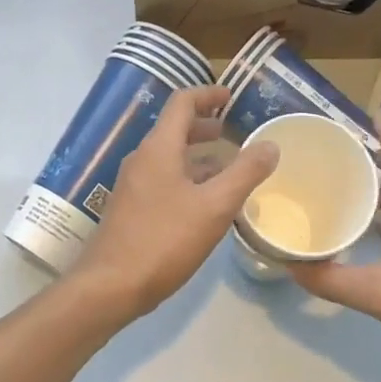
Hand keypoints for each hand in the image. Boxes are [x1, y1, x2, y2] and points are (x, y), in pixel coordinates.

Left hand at [69, 86, 279, 323]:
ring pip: (170, 158)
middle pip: (174, 129)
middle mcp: (142, 159)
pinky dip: (188, 179)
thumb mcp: (214, 206)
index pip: (182, 103)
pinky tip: (207, 203)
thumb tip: (270, 144)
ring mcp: (133, 186)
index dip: (208, 94)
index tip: (231, 96)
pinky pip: (164, 180)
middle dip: (205, 126)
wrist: (109, 287)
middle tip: (233, 131)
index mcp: (158, 148)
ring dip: (199, 156)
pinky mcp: (131, 210)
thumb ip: (245, 173)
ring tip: (229, 168)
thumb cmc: (163, 240)